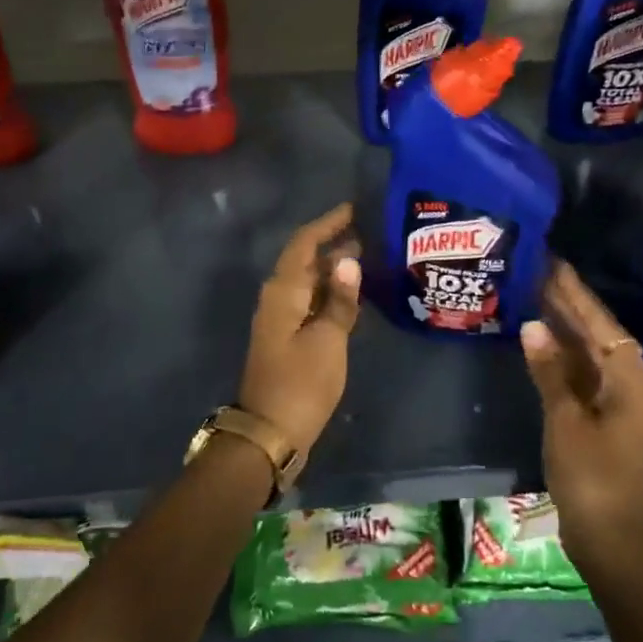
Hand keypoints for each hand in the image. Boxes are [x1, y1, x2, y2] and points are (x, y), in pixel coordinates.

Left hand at [239, 204, 361, 455]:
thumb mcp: (328, 340)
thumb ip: (339, 300)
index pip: (304, 243)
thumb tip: (348, 260)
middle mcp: (278, 298)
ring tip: (370, 257)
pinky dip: (331, 294)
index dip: (328, 223)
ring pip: (308, 282)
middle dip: (335, 244)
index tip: (355, 209)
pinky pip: (310, 303)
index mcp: (283, 291)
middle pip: (305, 260)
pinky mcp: (288, 338)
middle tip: (372, 233)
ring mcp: (281, 319)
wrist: (270, 433)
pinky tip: (354, 295)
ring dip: (334, 269)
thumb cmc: (301, 383)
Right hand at [521, 262, 642, 573]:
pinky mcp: (606, 418)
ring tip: (536, 295)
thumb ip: (550, 371)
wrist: (609, 536)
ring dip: (566, 328)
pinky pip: (585, 374)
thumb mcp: (565, 419)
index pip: (601, 324)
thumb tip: (533, 325)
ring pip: (591, 354)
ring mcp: (620, 402)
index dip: (575, 294)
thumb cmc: (590, 476)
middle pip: (598, 335)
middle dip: (570, 305)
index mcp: (632, 381)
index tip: (554, 264)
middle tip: (539, 272)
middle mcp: (633, 385)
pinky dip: (565, 356)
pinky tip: (542, 341)